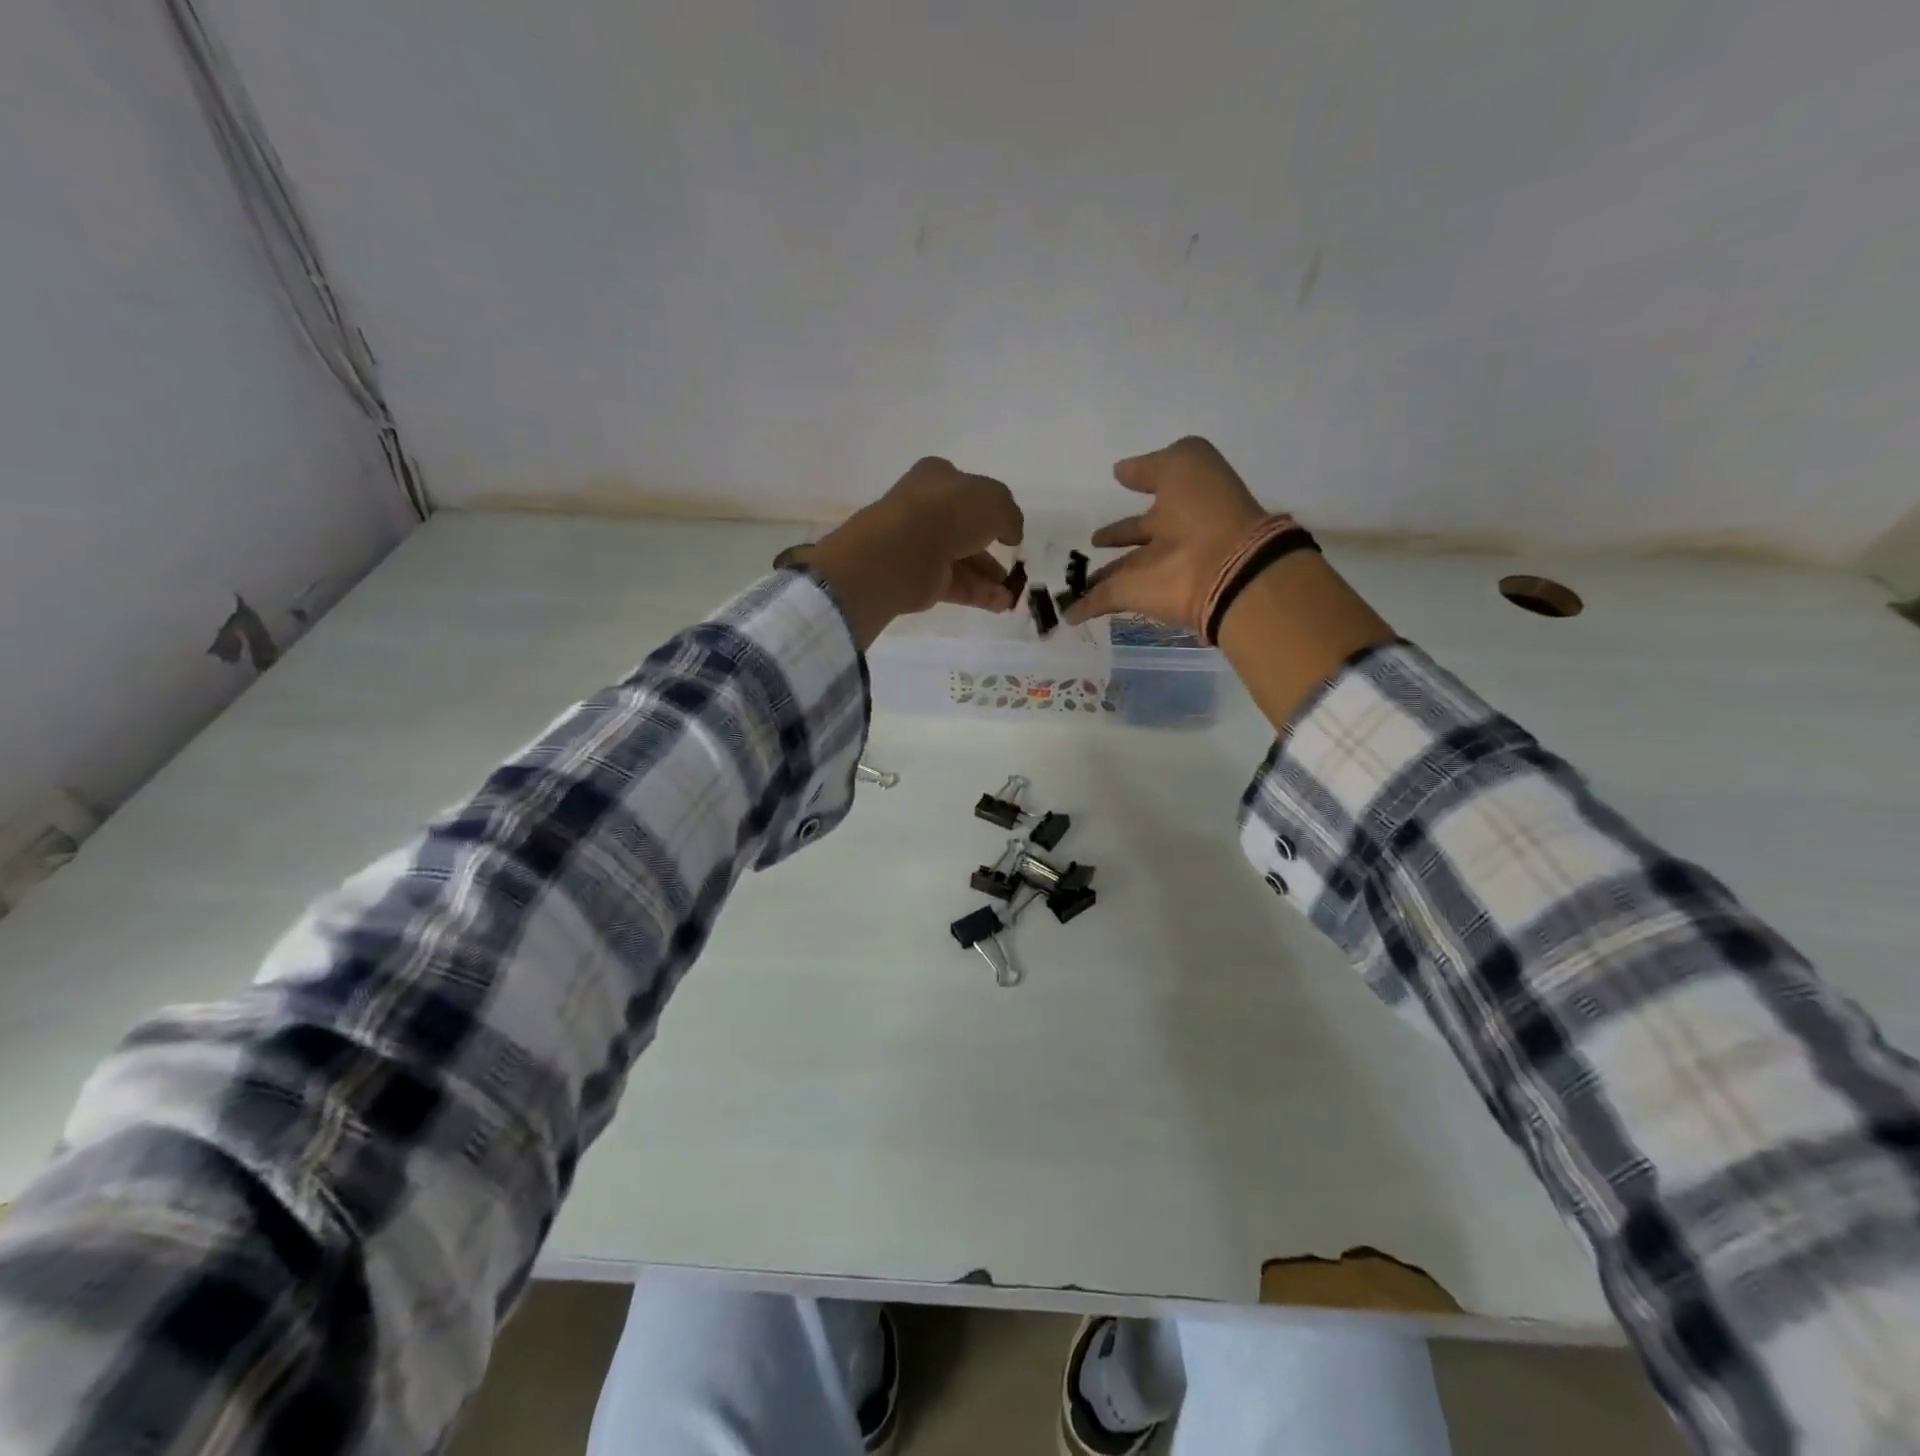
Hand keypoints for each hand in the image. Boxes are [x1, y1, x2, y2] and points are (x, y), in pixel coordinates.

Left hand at [806, 458, 1024, 647]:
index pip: (966, 488)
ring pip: (963, 560)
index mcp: (937, 478)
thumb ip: (1010, 515)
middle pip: (965, 528)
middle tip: (1015, 562)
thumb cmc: (948, 512)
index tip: (1008, 525)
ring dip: (991, 576)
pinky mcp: (922, 580)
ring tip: (1014, 591)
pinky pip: (958, 586)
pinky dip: (981, 595)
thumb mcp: (994, 501)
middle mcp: (926, 509)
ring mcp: (922, 546)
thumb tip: (1011, 533)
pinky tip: (1003, 604)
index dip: (989, 504)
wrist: (903, 551)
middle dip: (992, 546)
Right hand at [1062, 436, 1266, 630]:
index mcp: (1184, 504)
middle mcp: (1169, 538)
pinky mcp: (1135, 596)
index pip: (1157, 495)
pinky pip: (1103, 601)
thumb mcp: (1185, 463)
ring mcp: (1151, 571)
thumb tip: (1121, 471)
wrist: (1223, 567)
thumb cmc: (1207, 507)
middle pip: (1137, 537)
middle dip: (1116, 537)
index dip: (1138, 487)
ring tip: (1072, 578)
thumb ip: (1152, 466)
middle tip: (1093, 541)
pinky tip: (1066, 612)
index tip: (1117, 485)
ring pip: (1119, 572)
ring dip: (1097, 576)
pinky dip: (1084, 607)